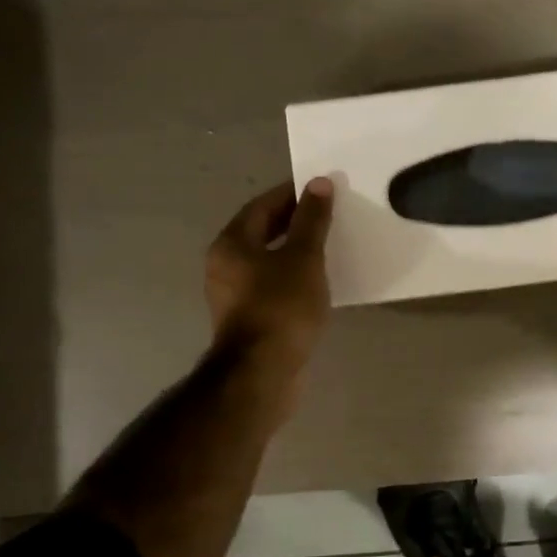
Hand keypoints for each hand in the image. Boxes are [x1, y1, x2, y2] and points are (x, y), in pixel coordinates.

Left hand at [205, 177, 334, 381]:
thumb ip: (312, 220)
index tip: (323, 189)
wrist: (263, 373)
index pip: (263, 205)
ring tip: (330, 246)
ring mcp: (235, 295)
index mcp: (232, 244)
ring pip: (268, 260)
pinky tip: (319, 282)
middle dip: (296, 222)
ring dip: (296, 251)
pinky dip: (294, 277)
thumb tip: (319, 183)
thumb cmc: (282, 307)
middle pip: (262, 232)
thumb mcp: (304, 258)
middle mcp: (225, 265)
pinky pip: (273, 285)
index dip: (293, 194)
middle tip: (331, 215)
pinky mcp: (249, 319)